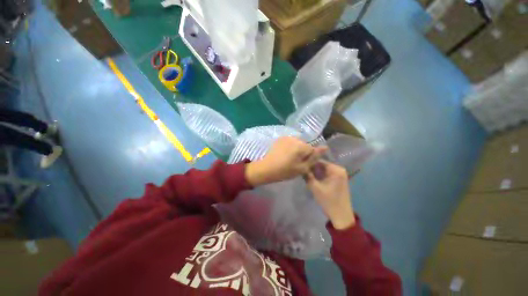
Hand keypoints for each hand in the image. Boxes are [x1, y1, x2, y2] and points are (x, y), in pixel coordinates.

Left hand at [245, 137, 326, 185]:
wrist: (266, 168)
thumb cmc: (285, 171)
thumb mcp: (302, 168)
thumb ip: (314, 157)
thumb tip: (325, 147)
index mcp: (301, 145)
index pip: (312, 149)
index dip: (309, 158)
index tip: (302, 164)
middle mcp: (295, 138)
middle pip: (305, 145)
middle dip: (303, 153)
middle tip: (295, 163)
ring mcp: (286, 137)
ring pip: (298, 143)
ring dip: (296, 150)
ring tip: (289, 158)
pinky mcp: (280, 138)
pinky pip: (290, 142)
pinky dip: (290, 147)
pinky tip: (284, 154)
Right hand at [305, 161, 355, 229]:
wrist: (341, 215)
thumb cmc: (329, 201)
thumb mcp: (315, 187)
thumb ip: (307, 175)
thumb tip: (301, 167)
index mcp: (336, 169)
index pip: (319, 161)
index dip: (309, 163)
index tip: (301, 166)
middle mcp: (339, 169)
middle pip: (321, 165)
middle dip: (312, 168)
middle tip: (302, 172)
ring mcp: (340, 174)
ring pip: (323, 169)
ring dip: (315, 172)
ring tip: (306, 175)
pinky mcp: (339, 179)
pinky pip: (327, 174)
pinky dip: (320, 176)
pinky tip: (313, 179)